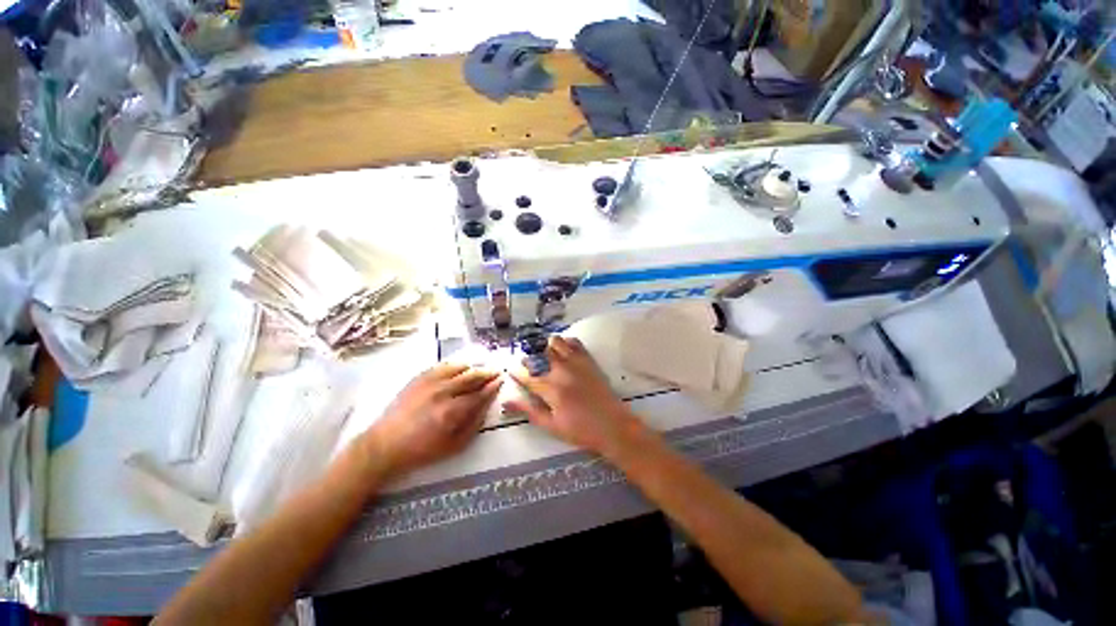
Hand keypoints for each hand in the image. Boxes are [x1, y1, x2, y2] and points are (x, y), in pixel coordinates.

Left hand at [362, 363, 500, 477]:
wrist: (389, 443)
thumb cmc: (423, 451)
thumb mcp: (454, 446)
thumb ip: (472, 425)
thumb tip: (485, 408)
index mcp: (452, 411)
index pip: (479, 394)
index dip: (492, 386)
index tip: (501, 380)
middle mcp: (442, 392)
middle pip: (469, 376)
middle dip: (485, 372)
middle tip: (495, 370)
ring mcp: (428, 382)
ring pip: (455, 367)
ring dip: (471, 365)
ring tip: (480, 365)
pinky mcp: (417, 379)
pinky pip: (439, 366)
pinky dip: (452, 364)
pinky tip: (458, 365)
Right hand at [505, 337, 645, 456]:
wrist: (614, 427)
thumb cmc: (581, 431)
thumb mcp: (551, 426)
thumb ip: (529, 411)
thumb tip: (505, 402)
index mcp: (551, 389)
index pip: (525, 375)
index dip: (516, 372)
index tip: (511, 372)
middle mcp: (562, 371)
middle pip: (538, 353)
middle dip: (529, 358)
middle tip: (528, 368)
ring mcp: (577, 364)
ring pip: (555, 342)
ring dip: (545, 347)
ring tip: (544, 358)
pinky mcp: (590, 362)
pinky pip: (575, 343)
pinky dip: (565, 343)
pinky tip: (562, 353)